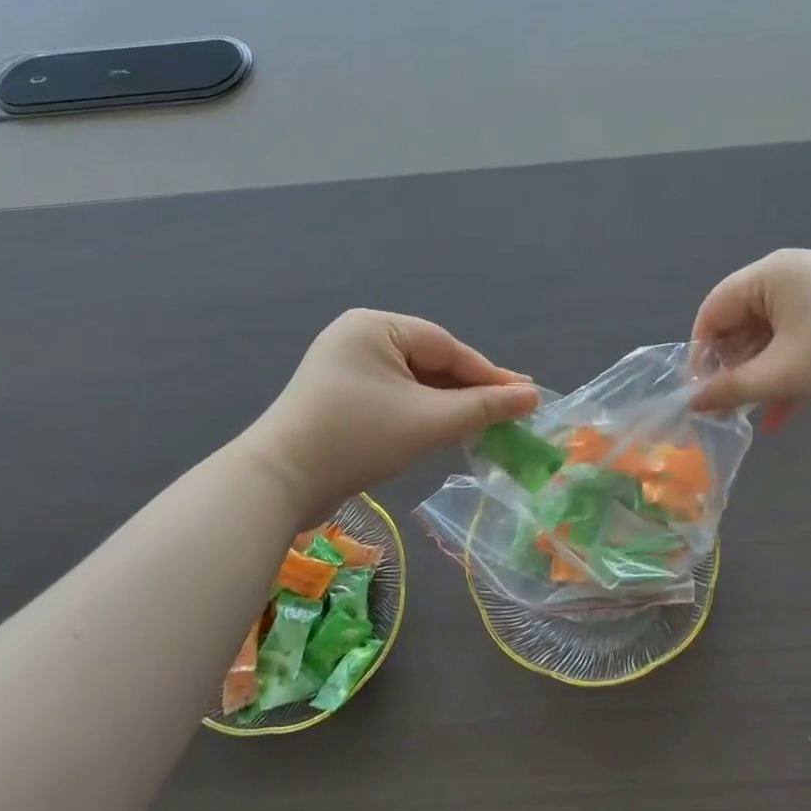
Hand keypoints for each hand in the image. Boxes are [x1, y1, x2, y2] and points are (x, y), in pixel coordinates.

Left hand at [247, 310, 538, 518]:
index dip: (488, 374)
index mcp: (374, 327)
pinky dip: (420, 413)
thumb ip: (483, 407)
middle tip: (510, 410)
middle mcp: (358, 338)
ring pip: (412, 382)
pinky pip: (393, 397)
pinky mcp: (339, 398)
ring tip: (485, 423)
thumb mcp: (428, 421)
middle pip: (430, 362)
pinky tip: (446, 429)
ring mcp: (345, 368)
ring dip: (447, 404)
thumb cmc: (356, 438)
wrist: (279, 483)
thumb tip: (532, 396)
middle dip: (468, 390)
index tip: (526, 395)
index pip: (445, 347)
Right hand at [690, 249, 810, 411]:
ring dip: (760, 374)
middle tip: (726, 407)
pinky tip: (784, 412)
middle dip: (732, 367)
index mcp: (768, 275)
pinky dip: (787, 370)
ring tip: (753, 413)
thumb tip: (693, 401)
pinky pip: (797, 337)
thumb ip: (732, 388)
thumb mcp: (785, 375)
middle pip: (741, 322)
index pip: (713, 310)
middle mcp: (788, 274)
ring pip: (770, 335)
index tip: (700, 393)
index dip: (700, 353)